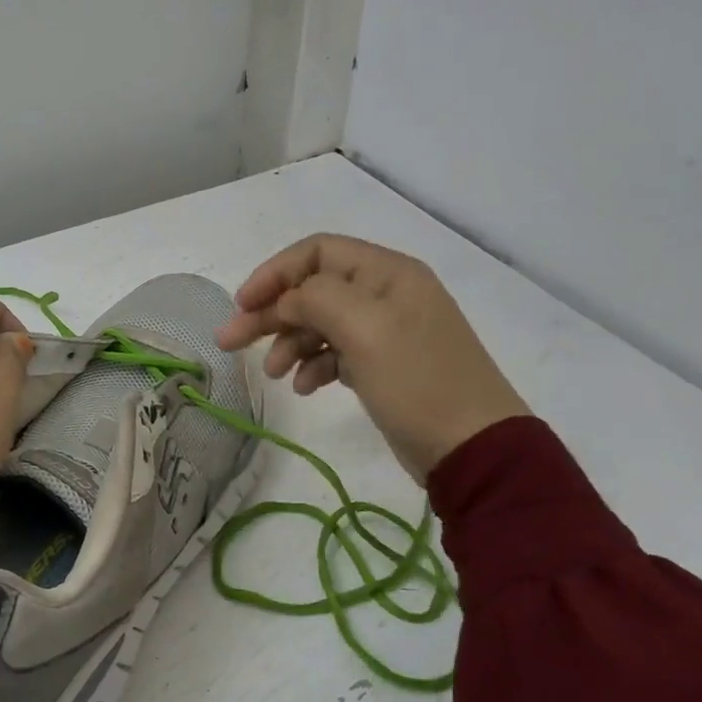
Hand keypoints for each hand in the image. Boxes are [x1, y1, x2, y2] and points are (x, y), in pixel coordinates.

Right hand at [217, 234, 529, 482]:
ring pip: (317, 323)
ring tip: (273, 374)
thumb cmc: (418, 381)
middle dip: (269, 313)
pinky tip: (303, 387)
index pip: (316, 252)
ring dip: (287, 343)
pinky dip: (311, 366)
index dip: (274, 273)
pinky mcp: (380, 366)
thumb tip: (284, 301)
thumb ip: (315, 299)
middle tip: (229, 342)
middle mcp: (384, 294)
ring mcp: (383, 332)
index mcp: (386, 273)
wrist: (472, 448)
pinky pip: (332, 354)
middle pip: (311, 290)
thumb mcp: (365, 329)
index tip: (242, 305)